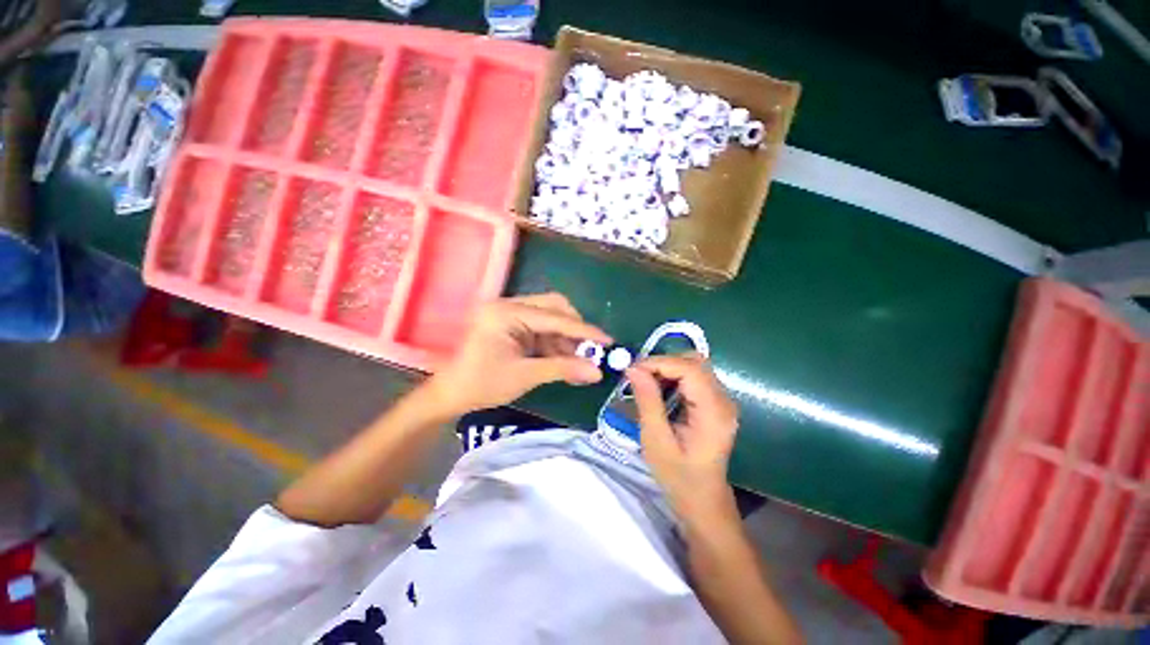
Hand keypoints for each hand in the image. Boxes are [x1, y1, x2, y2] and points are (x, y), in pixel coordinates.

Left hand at [426, 293, 611, 416]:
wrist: (449, 394)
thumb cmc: (482, 384)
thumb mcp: (525, 376)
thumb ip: (563, 369)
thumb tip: (597, 372)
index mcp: (507, 313)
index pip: (554, 318)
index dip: (584, 330)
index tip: (607, 341)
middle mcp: (509, 305)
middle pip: (554, 306)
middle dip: (574, 328)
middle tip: (588, 350)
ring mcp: (509, 313)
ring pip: (549, 317)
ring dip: (565, 338)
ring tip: (576, 361)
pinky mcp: (511, 324)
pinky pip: (541, 327)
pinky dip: (554, 342)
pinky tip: (562, 359)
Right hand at [627, 354, 739, 522]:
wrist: (703, 501)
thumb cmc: (679, 477)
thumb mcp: (656, 441)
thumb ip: (647, 402)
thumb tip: (633, 369)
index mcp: (713, 412)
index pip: (690, 369)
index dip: (660, 362)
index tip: (633, 370)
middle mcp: (724, 400)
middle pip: (695, 362)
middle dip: (663, 362)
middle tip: (638, 375)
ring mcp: (722, 400)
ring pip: (695, 366)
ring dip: (667, 367)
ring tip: (645, 381)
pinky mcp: (715, 403)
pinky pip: (694, 377)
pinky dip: (674, 376)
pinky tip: (659, 389)